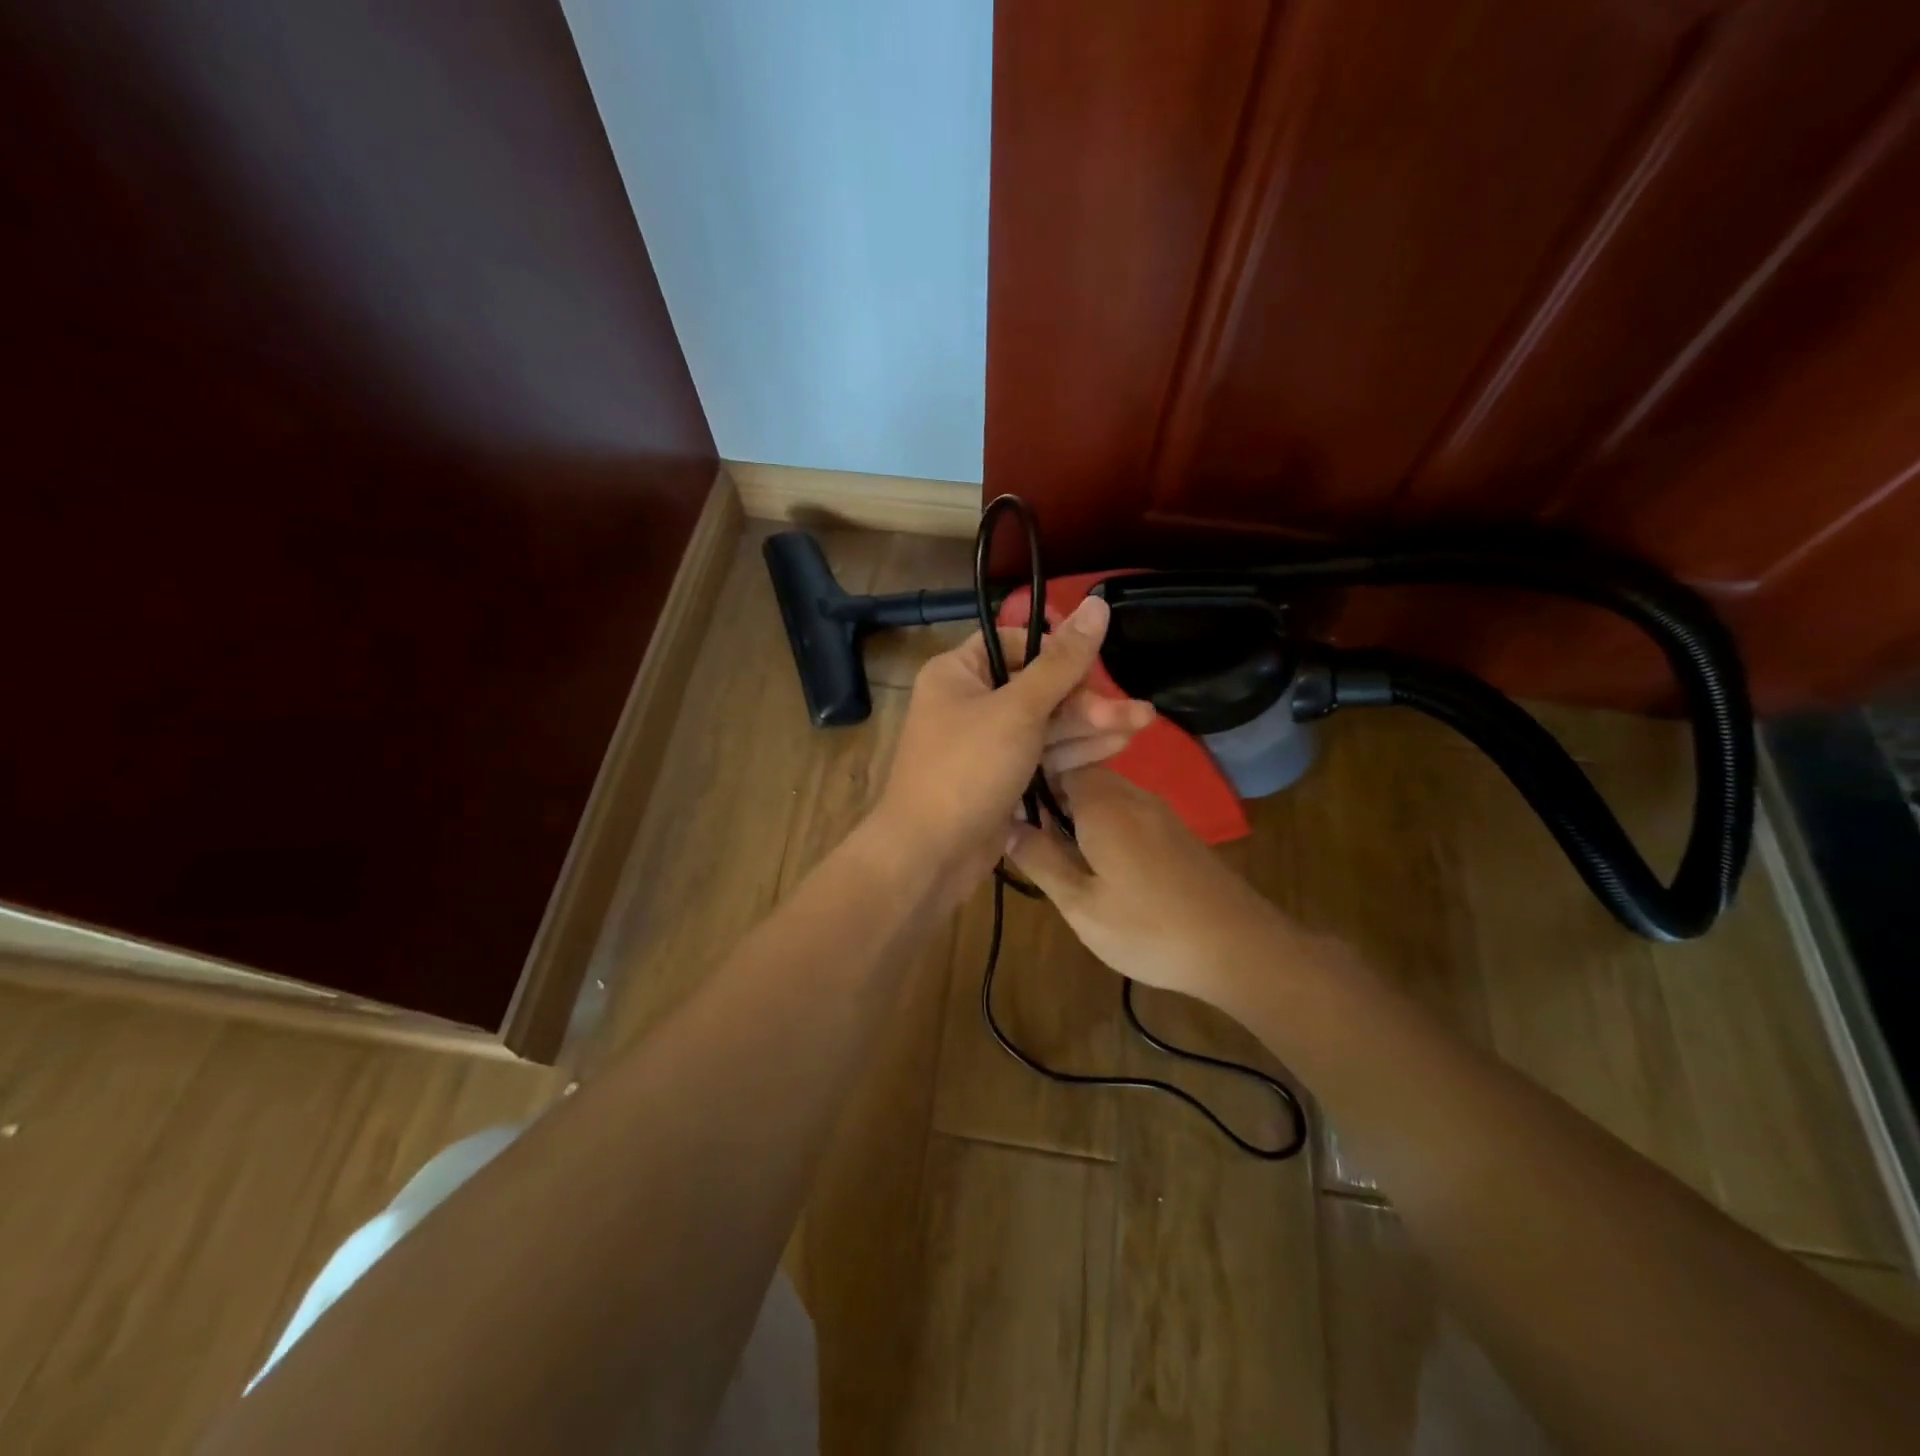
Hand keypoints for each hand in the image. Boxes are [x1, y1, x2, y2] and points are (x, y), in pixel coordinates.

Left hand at [873, 596, 1153, 899]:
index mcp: (958, 672)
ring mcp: (986, 743)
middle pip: (1038, 686)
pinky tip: (1117, 746)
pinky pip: (1041, 753)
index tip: (1096, 665)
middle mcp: (970, 701)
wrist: (930, 855)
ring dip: (1090, 724)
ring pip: (1045, 723)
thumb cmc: (967, 769)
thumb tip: (1097, 603)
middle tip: (1133, 712)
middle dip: (1086, 699)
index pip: (1016, 642)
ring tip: (1142, 723)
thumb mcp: (1018, 709)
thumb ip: (1062, 661)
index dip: (1058, 651)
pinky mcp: (1001, 777)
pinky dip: (1074, 750)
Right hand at [1006, 765, 1297, 1008]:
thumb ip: (1039, 859)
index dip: (1028, 779)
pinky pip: (1127, 813)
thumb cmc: (1149, 928)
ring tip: (1057, 856)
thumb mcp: (1080, 903)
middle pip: (1080, 777)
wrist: (1240, 949)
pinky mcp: (1176, 833)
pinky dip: (1103, 828)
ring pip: (1104, 796)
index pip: (1056, 761)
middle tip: (1027, 840)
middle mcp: (1132, 794)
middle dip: (1050, 800)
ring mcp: (1159, 812)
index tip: (1005, 809)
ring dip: (1077, 817)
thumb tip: (1004, 824)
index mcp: (1102, 802)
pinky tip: (1099, 866)